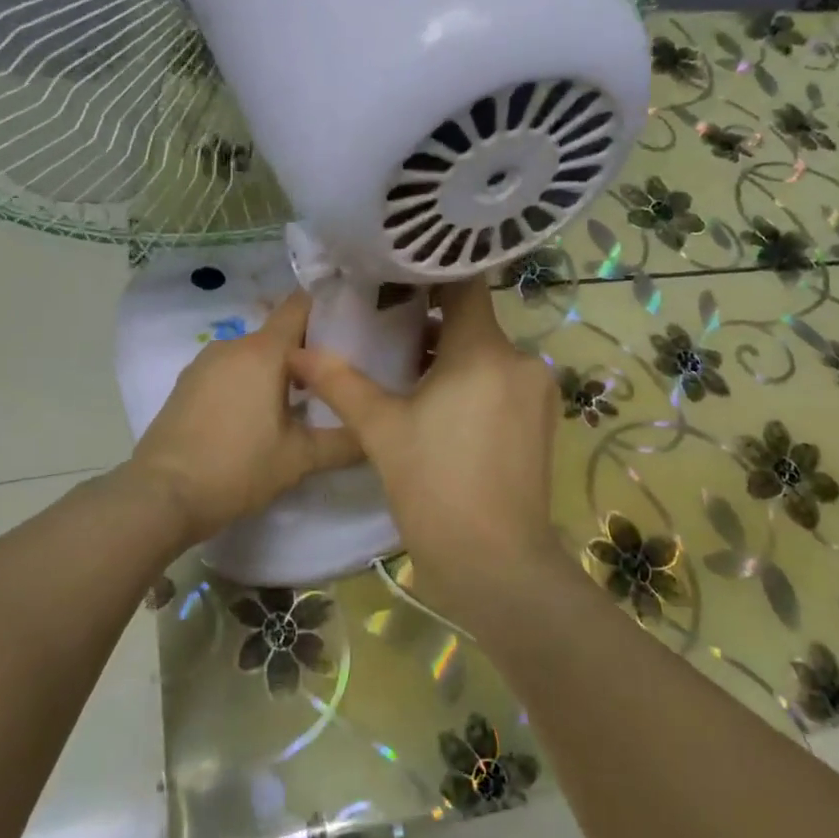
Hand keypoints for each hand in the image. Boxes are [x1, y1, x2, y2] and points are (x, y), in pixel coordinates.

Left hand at [129, 291, 363, 545]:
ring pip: (253, 354)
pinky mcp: (187, 385)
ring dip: (278, 370)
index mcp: (263, 351)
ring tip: (303, 401)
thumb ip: (344, 442)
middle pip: (279, 333)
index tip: (355, 322)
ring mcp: (204, 364)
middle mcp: (232, 346)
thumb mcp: (300, 459)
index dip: (329, 308)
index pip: (300, 306)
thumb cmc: (237, 468)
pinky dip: (250, 382)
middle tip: (338, 376)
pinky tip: (260, 416)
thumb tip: (375, 433)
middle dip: (308, 350)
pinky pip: (230, 371)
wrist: (161, 496)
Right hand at [289, 278, 562, 625]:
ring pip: (486, 354)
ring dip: (449, 356)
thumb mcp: (381, 430)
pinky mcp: (541, 421)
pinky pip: (501, 382)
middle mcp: (521, 360)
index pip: (465, 283)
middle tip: (383, 324)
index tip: (394, 274)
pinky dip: (471, 382)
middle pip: (472, 321)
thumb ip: (340, 383)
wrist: (495, 563)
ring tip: (403, 367)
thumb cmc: (434, 487)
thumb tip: (297, 353)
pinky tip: (438, 404)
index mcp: (484, 350)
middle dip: (430, 322)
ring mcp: (536, 392)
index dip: (429, 274)